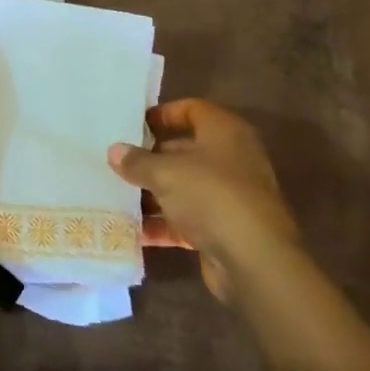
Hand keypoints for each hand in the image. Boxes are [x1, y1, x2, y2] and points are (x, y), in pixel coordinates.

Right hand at [107, 99, 300, 301]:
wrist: (254, 261)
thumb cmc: (211, 196)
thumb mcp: (166, 172)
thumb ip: (137, 161)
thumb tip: (115, 151)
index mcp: (225, 132)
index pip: (192, 110)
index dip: (163, 114)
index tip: (133, 125)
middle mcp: (231, 159)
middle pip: (185, 150)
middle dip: (151, 157)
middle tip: (118, 161)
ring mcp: (229, 196)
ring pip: (184, 187)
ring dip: (153, 193)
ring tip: (117, 194)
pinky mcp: (224, 229)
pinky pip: (187, 219)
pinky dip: (162, 223)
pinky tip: (133, 230)